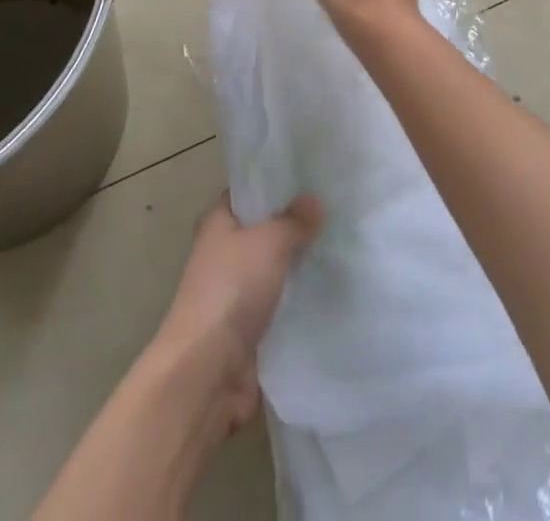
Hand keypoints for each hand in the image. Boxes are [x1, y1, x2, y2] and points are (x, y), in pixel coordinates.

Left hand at [153, 193, 322, 434]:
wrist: (207, 372)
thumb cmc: (231, 290)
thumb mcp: (269, 241)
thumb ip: (294, 220)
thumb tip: (314, 201)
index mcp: (217, 222)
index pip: (249, 191)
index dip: (277, 182)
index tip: (313, 176)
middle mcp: (223, 252)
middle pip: (264, 230)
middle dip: (295, 224)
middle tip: (337, 210)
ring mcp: (235, 292)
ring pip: (274, 268)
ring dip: (300, 263)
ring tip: (342, 246)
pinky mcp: (249, 328)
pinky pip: (280, 304)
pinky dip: (299, 299)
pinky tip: (331, 289)